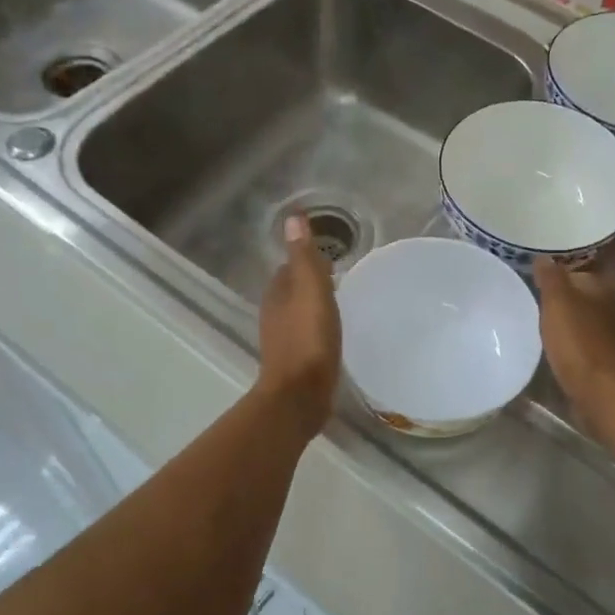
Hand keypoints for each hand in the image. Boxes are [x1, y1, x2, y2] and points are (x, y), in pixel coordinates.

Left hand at [257, 215, 341, 436]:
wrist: (300, 396)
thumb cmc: (308, 340)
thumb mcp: (311, 291)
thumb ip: (304, 256)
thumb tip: (292, 217)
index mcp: (277, 294)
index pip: (289, 267)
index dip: (306, 260)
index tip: (330, 257)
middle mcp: (275, 315)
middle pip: (292, 290)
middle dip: (310, 283)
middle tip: (339, 279)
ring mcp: (283, 341)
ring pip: (298, 314)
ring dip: (313, 307)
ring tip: (338, 305)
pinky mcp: (295, 362)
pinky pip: (306, 336)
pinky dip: (317, 330)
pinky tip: (332, 335)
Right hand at [533, 254, 614, 415]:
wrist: (602, 392)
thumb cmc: (580, 340)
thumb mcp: (558, 301)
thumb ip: (550, 277)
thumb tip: (543, 256)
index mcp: (603, 284)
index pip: (590, 259)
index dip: (570, 254)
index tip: (548, 249)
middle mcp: (609, 303)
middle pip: (585, 285)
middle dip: (564, 281)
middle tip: (535, 274)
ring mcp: (605, 330)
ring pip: (581, 309)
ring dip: (564, 306)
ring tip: (536, 301)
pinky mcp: (598, 354)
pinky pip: (578, 332)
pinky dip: (566, 329)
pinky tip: (548, 331)